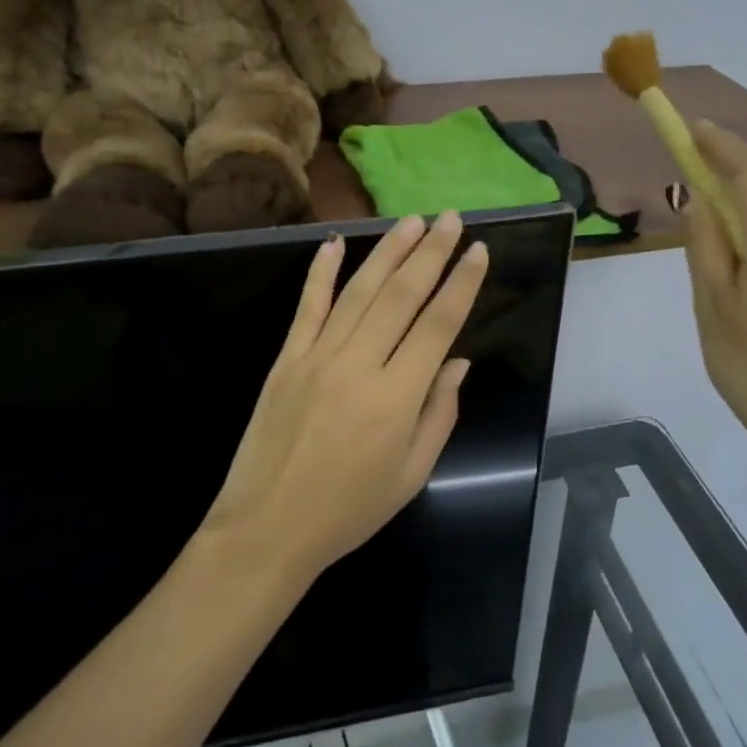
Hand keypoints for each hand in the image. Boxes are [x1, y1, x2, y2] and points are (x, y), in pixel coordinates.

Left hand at [203, 211, 487, 581]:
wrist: (268, 529)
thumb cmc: (348, 510)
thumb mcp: (411, 475)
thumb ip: (439, 414)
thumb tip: (458, 360)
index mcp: (397, 398)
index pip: (438, 325)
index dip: (462, 284)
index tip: (478, 251)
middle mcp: (358, 365)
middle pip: (401, 296)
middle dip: (430, 252)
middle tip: (450, 217)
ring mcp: (316, 357)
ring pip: (358, 291)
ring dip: (387, 251)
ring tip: (411, 221)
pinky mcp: (286, 359)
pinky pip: (307, 307)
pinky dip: (320, 272)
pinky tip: (334, 243)